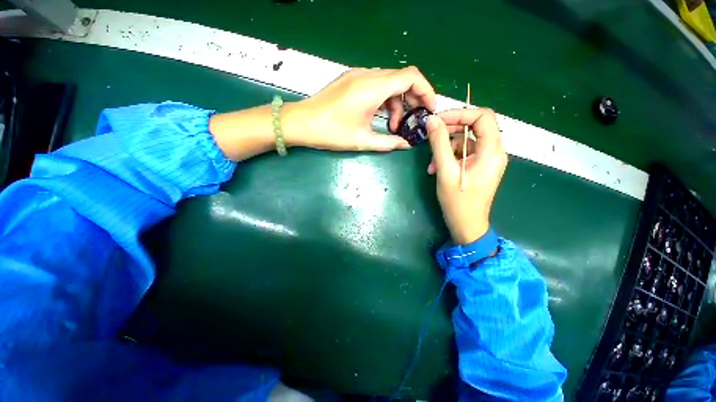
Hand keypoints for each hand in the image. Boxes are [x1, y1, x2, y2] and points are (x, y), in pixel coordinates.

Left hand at [283, 67, 435, 150]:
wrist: (301, 123)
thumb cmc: (331, 132)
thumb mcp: (363, 140)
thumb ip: (388, 142)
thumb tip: (406, 145)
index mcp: (373, 87)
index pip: (411, 77)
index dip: (426, 91)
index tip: (428, 109)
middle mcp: (368, 75)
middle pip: (401, 79)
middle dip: (411, 100)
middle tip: (411, 121)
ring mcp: (358, 75)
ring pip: (389, 83)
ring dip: (395, 103)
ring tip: (392, 126)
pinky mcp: (351, 80)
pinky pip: (376, 85)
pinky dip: (384, 100)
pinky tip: (379, 117)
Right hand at [426, 109, 507, 244]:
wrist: (466, 225)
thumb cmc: (457, 201)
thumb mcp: (445, 171)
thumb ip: (439, 144)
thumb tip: (432, 121)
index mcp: (491, 151)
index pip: (482, 117)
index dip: (460, 114)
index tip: (438, 120)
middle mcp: (494, 152)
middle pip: (475, 127)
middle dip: (451, 129)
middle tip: (432, 134)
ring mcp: (487, 160)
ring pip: (467, 141)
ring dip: (446, 148)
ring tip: (431, 164)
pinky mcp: (480, 167)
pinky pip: (465, 153)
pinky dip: (449, 157)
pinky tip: (436, 169)